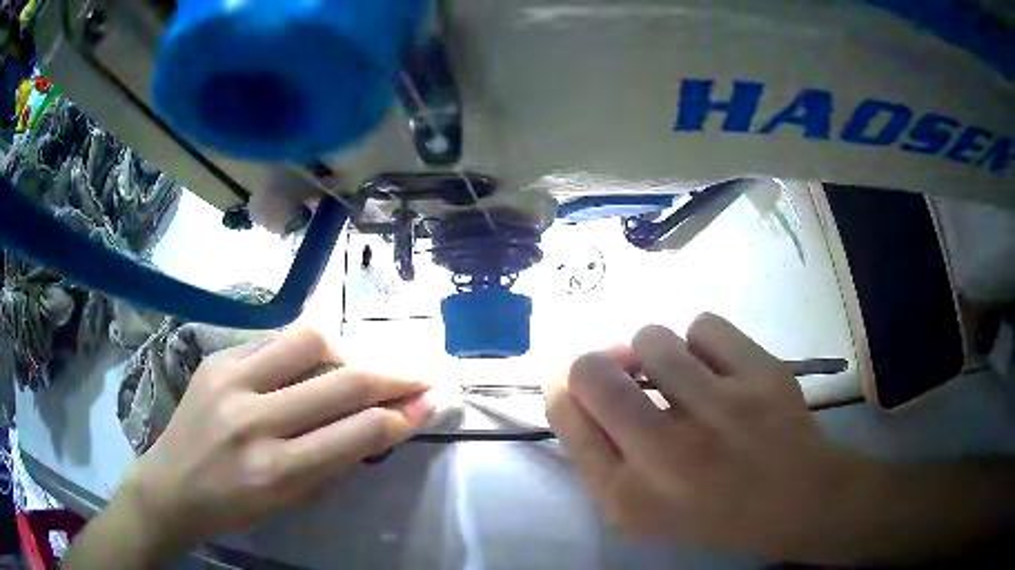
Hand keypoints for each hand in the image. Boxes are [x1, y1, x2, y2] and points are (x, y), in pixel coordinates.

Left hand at [119, 328, 433, 553]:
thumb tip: (380, 423)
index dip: (403, 414)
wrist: (171, 485)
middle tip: (419, 375)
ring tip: (356, 369)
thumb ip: (337, 461)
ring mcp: (231, 381)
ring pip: (309, 340)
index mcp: (277, 471)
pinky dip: (305, 353)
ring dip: (348, 352)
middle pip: (343, 381)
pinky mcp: (217, 359)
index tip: (428, 401)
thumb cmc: (235, 506)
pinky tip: (307, 368)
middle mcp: (255, 420)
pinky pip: (275, 342)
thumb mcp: (292, 501)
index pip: (358, 432)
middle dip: (395, 376)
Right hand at [545, 313, 873, 559]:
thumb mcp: (640, 511)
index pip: (567, 417)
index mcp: (629, 496)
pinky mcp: (762, 375)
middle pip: (593, 373)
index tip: (569, 377)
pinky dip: (702, 340)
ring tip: (675, 373)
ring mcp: (721, 409)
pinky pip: (704, 325)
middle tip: (613, 369)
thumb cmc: (711, 513)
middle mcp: (667, 453)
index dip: (561, 387)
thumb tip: (572, 388)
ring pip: (651, 339)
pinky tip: (716, 366)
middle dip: (592, 365)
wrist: (795, 499)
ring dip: (652, 351)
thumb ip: (599, 457)